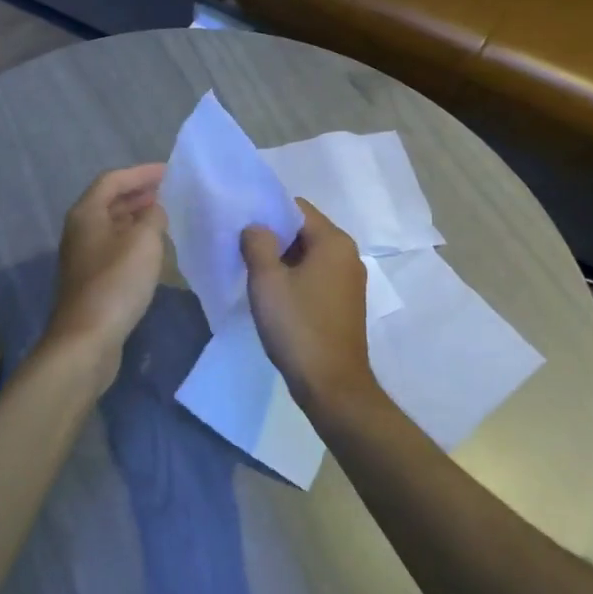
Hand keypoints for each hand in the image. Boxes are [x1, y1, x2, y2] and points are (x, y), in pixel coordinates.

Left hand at [44, 164, 168, 370]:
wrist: (87, 338)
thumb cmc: (116, 283)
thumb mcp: (144, 242)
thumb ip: (153, 216)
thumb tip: (155, 209)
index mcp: (86, 213)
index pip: (113, 180)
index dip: (141, 173)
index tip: (169, 171)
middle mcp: (79, 230)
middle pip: (109, 201)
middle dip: (139, 193)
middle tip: (170, 191)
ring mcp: (83, 256)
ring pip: (112, 225)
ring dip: (136, 217)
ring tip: (165, 216)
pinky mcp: (91, 279)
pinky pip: (114, 247)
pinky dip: (133, 240)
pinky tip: (152, 249)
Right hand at [241, 199, 377, 409]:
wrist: (331, 385)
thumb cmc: (298, 326)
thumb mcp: (267, 280)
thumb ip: (257, 244)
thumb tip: (256, 227)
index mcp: (334, 242)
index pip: (297, 208)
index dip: (268, 212)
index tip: (242, 226)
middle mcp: (348, 255)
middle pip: (304, 231)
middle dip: (274, 237)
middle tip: (242, 250)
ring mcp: (350, 282)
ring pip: (309, 256)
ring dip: (282, 260)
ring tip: (253, 273)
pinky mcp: (345, 304)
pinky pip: (316, 277)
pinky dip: (295, 279)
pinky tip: (274, 296)